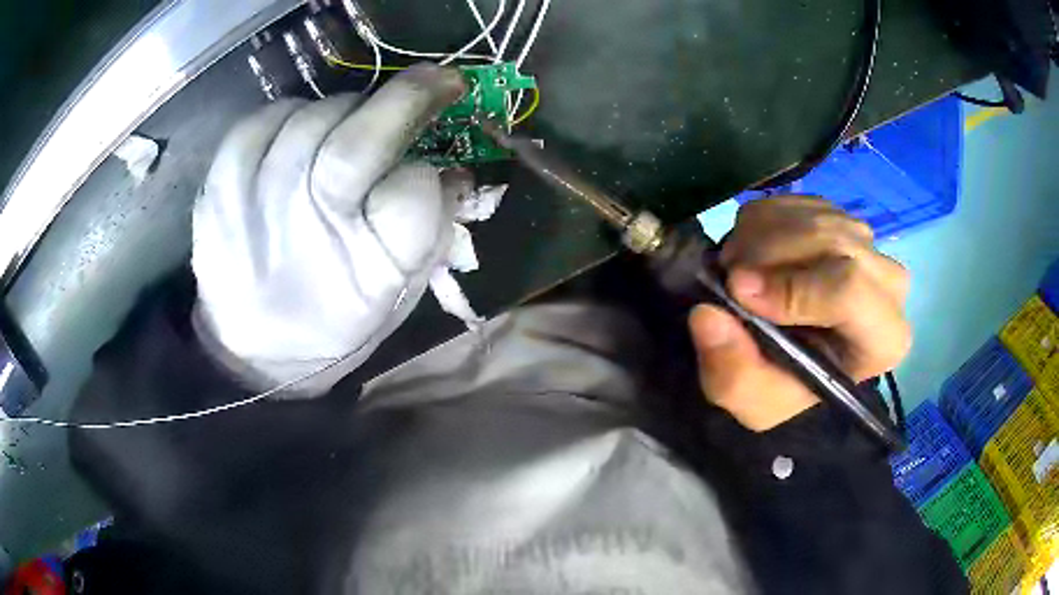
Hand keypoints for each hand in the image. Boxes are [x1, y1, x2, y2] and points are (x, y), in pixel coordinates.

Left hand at [192, 65, 469, 395]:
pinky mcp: (220, 185)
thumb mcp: (396, 296)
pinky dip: (294, 113)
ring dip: (350, 110)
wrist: (249, 348)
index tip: (440, 161)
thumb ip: (429, 231)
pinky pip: (267, 117)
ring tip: (351, 128)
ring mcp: (257, 202)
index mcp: (365, 275)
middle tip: (438, 81)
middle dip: (409, 98)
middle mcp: (309, 230)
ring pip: (317, 116)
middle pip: (360, 142)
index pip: (414, 194)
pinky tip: (299, 136)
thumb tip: (452, 169)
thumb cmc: (332, 322)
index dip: (431, 171)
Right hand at [688, 196, 911, 430]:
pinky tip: (755, 253)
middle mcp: (889, 284)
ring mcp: (868, 244)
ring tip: (738, 270)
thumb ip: (732, 370)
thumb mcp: (751, 400)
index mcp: (883, 338)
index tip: (738, 292)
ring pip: (811, 215)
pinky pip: (797, 201)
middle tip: (727, 278)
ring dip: (760, 237)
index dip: (792, 286)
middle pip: (832, 241)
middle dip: (767, 254)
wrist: (793, 360)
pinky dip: (763, 221)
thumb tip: (707, 314)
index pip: (852, 291)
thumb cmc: (783, 387)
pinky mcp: (841, 218)